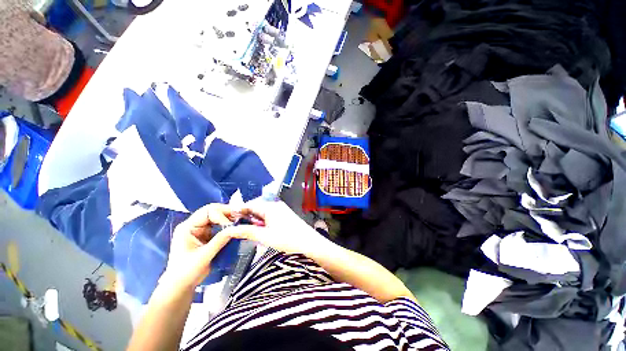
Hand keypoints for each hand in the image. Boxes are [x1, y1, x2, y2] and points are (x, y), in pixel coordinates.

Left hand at [161, 204, 236, 288]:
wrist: (180, 287)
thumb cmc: (187, 272)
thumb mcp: (204, 256)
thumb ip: (220, 240)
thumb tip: (236, 228)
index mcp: (188, 227)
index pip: (208, 211)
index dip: (222, 215)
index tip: (233, 224)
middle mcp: (194, 225)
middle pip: (214, 211)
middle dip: (228, 214)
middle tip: (242, 218)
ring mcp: (200, 230)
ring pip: (218, 217)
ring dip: (230, 219)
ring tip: (241, 222)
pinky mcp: (206, 235)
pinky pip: (219, 226)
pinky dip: (228, 225)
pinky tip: (236, 228)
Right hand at [228, 201, 331, 256]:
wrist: (310, 244)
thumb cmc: (288, 239)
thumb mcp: (265, 236)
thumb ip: (247, 231)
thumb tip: (230, 230)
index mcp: (270, 206)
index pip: (250, 204)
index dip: (238, 211)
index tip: (227, 220)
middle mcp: (275, 205)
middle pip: (256, 208)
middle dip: (245, 217)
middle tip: (235, 228)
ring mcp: (281, 210)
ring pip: (262, 213)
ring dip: (254, 221)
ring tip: (245, 231)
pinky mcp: (284, 216)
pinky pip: (269, 217)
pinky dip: (262, 222)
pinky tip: (259, 231)